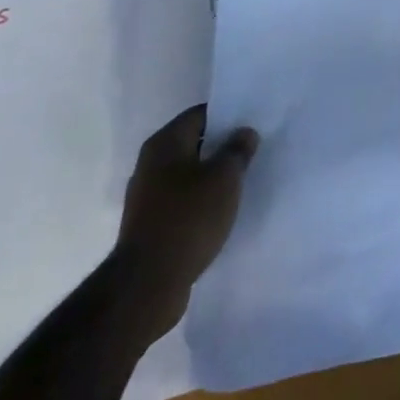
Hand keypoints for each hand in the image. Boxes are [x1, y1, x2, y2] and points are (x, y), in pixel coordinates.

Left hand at [114, 105, 257, 332]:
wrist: (147, 285)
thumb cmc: (188, 218)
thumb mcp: (225, 178)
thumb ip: (237, 150)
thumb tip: (244, 133)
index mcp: (164, 144)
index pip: (200, 114)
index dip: (228, 115)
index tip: (252, 122)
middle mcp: (150, 164)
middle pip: (193, 144)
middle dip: (221, 146)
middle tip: (252, 149)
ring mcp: (147, 197)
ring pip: (188, 174)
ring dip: (212, 176)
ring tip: (242, 180)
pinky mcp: (150, 225)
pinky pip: (182, 201)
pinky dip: (201, 201)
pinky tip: (222, 210)